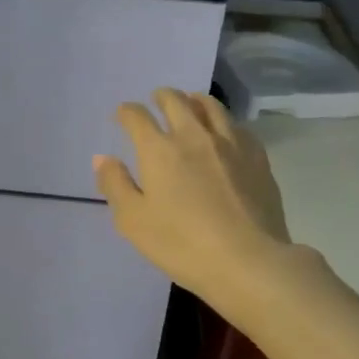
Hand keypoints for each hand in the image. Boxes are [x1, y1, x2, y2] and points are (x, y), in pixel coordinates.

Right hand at [93, 90, 295, 310]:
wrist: (249, 262)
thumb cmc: (182, 245)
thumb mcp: (134, 221)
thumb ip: (115, 185)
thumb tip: (102, 157)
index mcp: (159, 150)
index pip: (137, 116)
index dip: (126, 112)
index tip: (122, 115)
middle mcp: (193, 136)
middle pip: (175, 101)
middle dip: (161, 96)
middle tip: (156, 100)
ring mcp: (230, 144)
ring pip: (211, 106)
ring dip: (194, 100)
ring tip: (191, 103)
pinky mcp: (257, 157)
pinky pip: (238, 127)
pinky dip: (224, 122)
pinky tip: (225, 131)